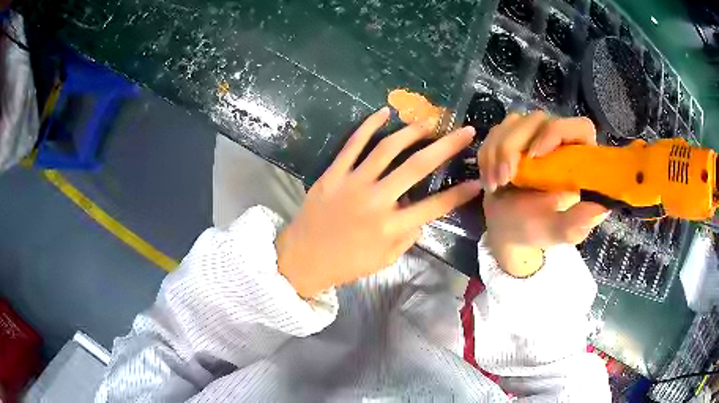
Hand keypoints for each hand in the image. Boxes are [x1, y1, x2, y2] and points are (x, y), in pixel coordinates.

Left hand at [277, 107, 481, 297]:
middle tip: (465, 131)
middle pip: (417, 166)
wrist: (303, 258)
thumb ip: (407, 237)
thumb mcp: (384, 260)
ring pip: (387, 148)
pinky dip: (368, 125)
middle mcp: (376, 200)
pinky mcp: (333, 173)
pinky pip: (352, 144)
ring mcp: (353, 183)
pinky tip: (383, 112)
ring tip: (429, 121)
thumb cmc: (346, 263)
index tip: (478, 181)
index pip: (435, 206)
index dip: (460, 193)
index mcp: (391, 227)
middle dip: (446, 146)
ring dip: (412, 131)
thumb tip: (420, 215)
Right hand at [477, 112, 608, 276]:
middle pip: (538, 119)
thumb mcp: (558, 231)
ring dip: (497, 152)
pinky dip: (487, 155)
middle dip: (514, 146)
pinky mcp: (512, 137)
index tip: (534, 156)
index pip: (579, 127)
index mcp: (579, 160)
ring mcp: (534, 136)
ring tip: (495, 184)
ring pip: (514, 122)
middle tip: (504, 179)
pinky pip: (496, 131)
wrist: (507, 229)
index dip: (557, 132)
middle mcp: (559, 142)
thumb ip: (577, 222)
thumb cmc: (536, 230)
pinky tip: (489, 179)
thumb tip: (602, 209)